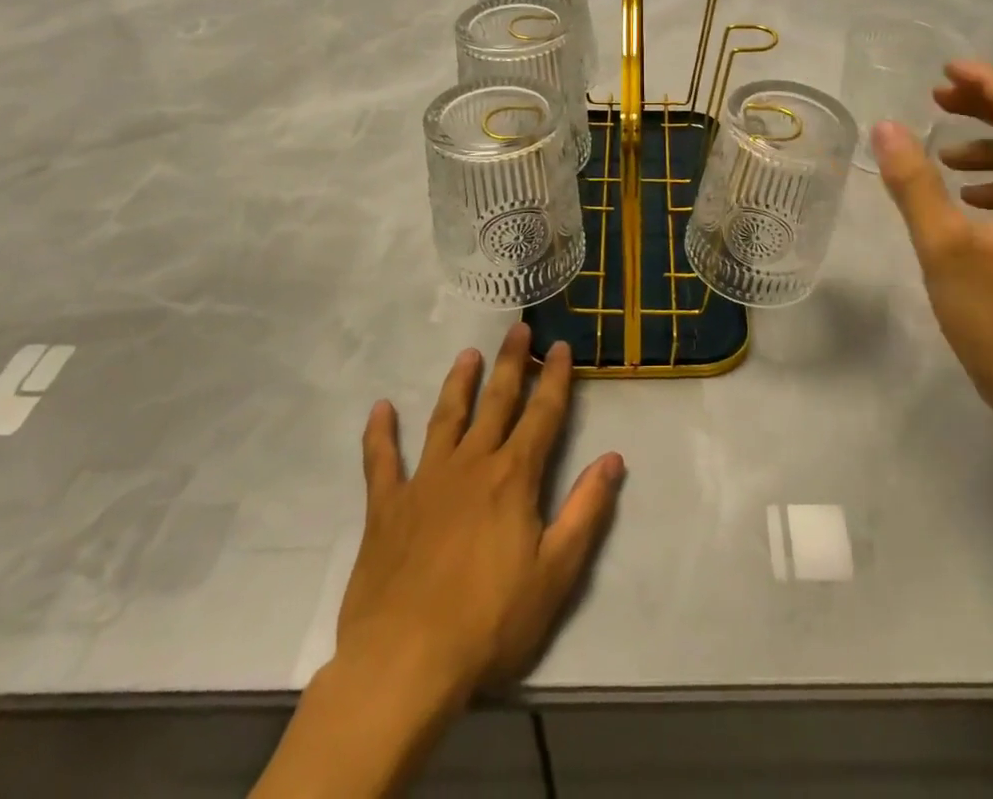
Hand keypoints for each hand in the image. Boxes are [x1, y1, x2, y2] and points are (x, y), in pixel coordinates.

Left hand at [330, 325, 625, 703]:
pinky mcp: (387, 508)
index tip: (560, 346)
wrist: (404, 664)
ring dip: (458, 383)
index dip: (555, 378)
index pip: (542, 415)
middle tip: (518, 328)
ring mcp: (425, 482)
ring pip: (445, 418)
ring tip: (467, 354)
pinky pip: (381, 461)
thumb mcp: (556, 574)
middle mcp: (471, 465)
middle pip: (496, 402)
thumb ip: (587, 511)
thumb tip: (613, 458)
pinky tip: (380, 409)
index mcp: (513, 477)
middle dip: (511, 363)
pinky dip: (379, 434)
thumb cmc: (489, 623)